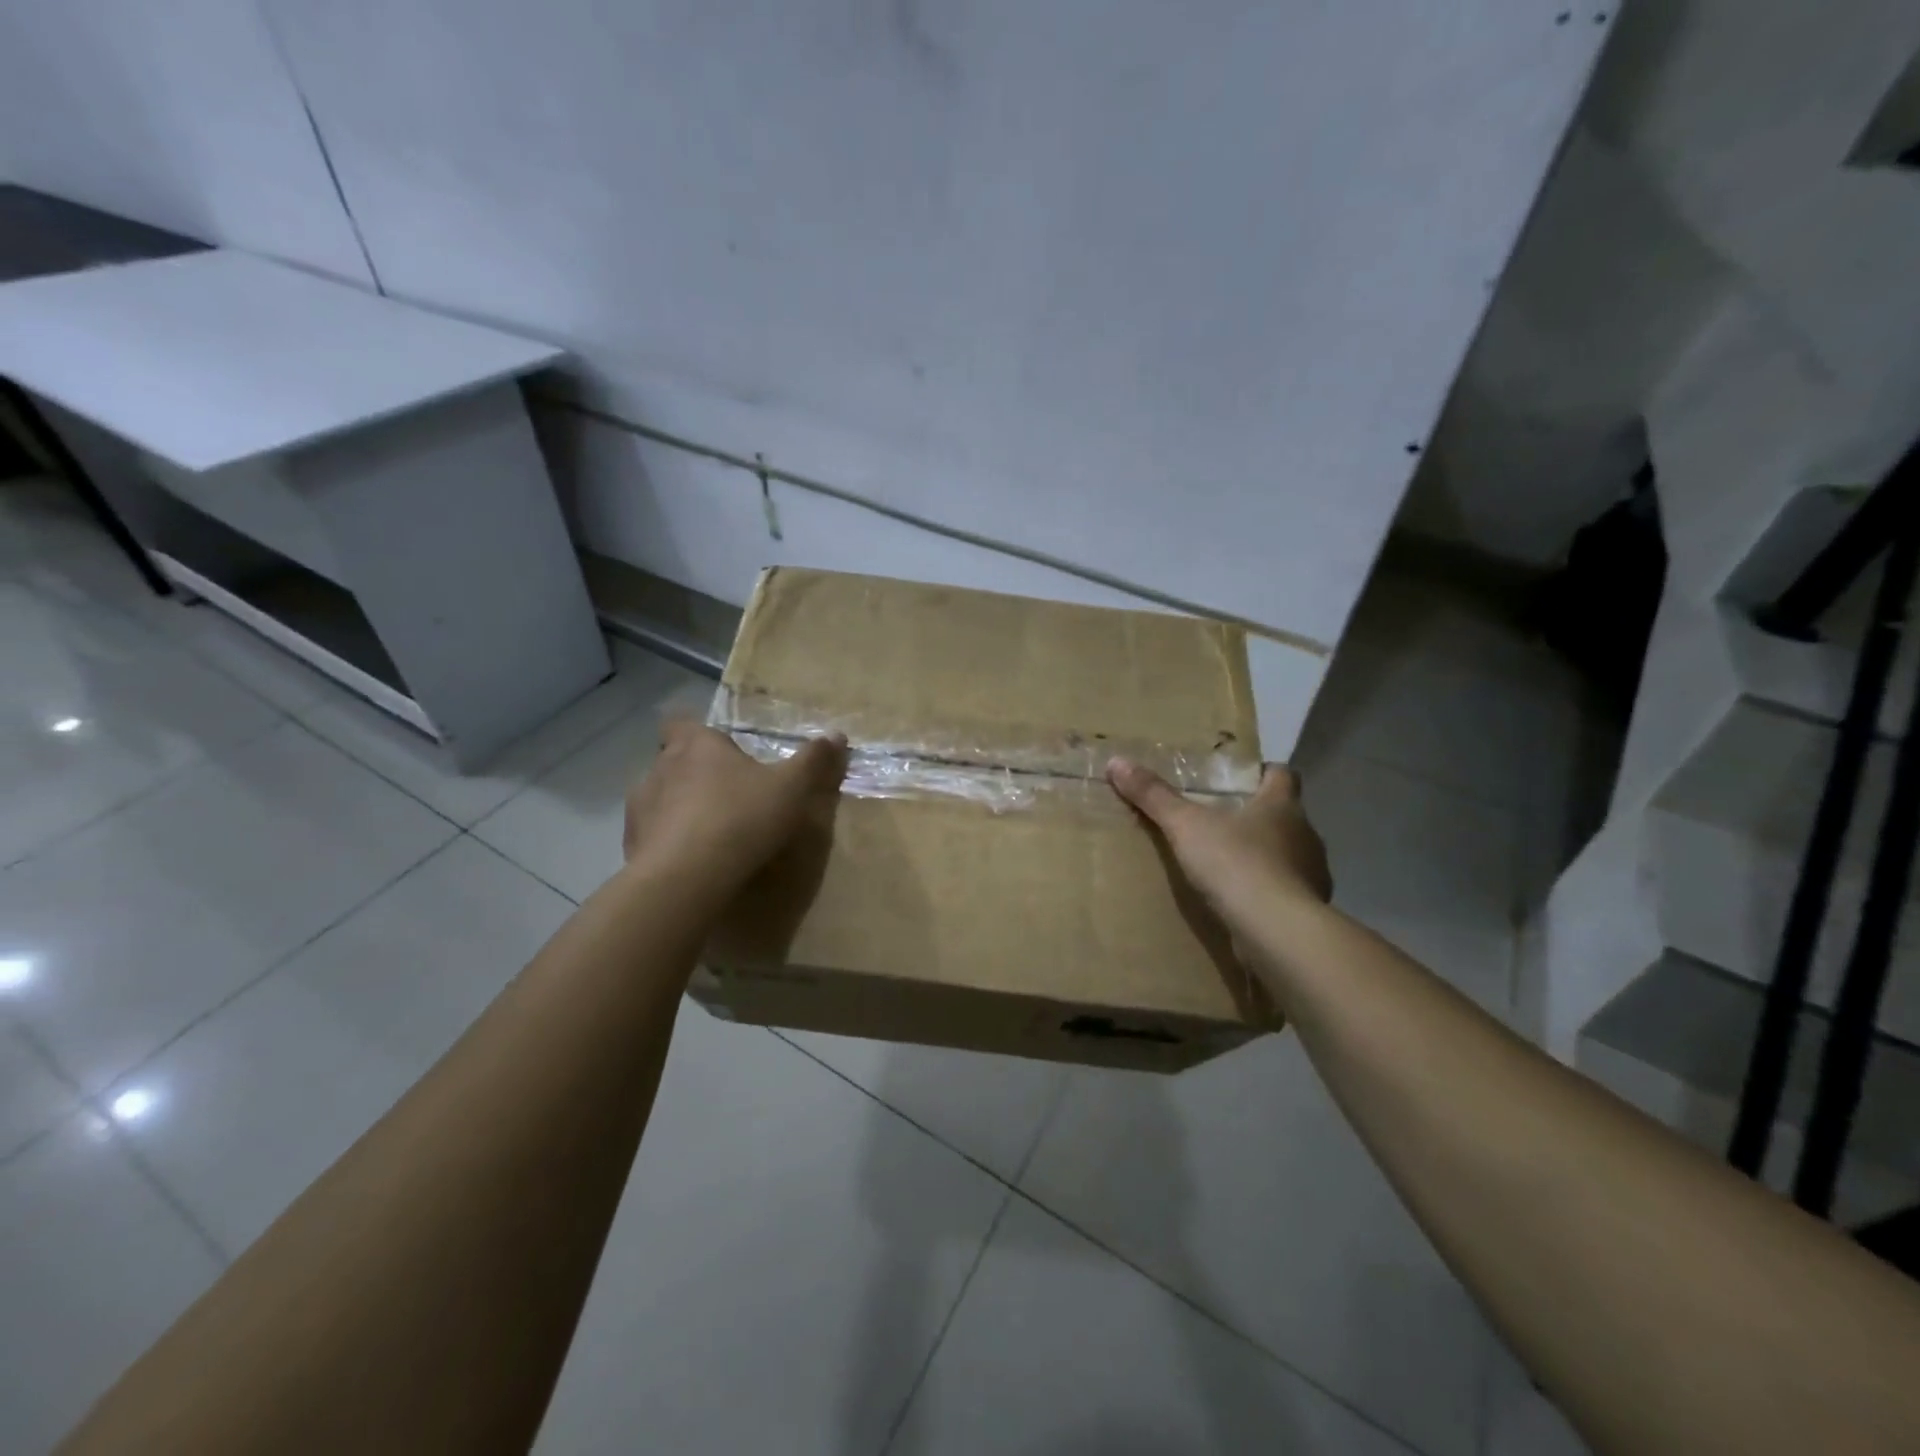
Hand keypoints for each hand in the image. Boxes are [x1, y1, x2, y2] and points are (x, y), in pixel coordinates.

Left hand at [623, 719, 846, 897]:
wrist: (686, 878)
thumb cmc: (741, 818)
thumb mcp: (791, 788)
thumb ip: (813, 760)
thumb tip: (836, 735)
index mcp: (696, 745)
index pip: (680, 722)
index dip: (696, 733)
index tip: (719, 749)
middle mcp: (660, 767)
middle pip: (671, 759)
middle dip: (693, 772)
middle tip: (726, 793)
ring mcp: (640, 807)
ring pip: (658, 797)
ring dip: (677, 807)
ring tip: (707, 831)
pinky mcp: (631, 844)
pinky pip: (650, 835)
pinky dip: (666, 842)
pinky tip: (690, 860)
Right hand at [1105, 757, 1331, 938]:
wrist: (1275, 930)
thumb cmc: (1235, 863)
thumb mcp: (1184, 825)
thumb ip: (1153, 795)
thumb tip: (1117, 762)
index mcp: (1282, 805)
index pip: (1283, 775)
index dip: (1263, 773)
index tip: (1240, 779)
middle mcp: (1305, 834)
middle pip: (1285, 816)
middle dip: (1258, 817)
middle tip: (1221, 822)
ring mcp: (1312, 874)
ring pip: (1288, 856)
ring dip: (1265, 857)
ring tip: (1228, 866)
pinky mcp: (1308, 910)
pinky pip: (1287, 893)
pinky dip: (1268, 893)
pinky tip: (1243, 903)